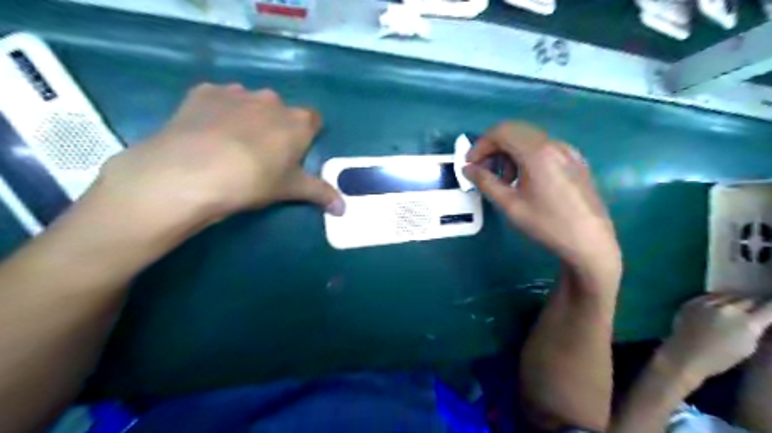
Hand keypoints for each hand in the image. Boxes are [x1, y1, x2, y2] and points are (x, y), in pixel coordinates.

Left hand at [93, 82, 342, 222]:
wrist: (192, 172)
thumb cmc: (254, 180)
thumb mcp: (291, 190)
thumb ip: (321, 194)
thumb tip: (344, 209)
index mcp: (297, 122)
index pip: (314, 120)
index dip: (306, 136)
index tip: (296, 153)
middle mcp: (271, 100)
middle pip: (281, 111)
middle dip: (276, 127)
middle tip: (263, 154)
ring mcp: (236, 92)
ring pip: (250, 103)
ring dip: (247, 118)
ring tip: (231, 145)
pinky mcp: (204, 92)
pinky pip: (219, 99)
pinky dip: (218, 112)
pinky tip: (206, 133)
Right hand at [461, 122, 619, 276]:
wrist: (591, 242)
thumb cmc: (547, 224)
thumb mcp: (510, 205)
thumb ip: (486, 182)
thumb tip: (467, 169)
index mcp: (537, 152)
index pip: (501, 131)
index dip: (480, 145)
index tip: (470, 165)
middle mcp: (554, 144)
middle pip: (515, 131)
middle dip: (493, 147)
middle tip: (482, 171)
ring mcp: (568, 151)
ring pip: (529, 139)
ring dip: (509, 153)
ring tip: (504, 180)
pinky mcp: (576, 161)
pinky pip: (544, 148)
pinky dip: (526, 156)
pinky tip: (526, 180)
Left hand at [661, 293, 771, 382]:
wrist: (685, 354)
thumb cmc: (721, 358)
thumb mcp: (748, 346)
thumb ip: (756, 329)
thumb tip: (760, 319)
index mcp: (747, 323)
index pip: (769, 307)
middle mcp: (728, 309)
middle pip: (748, 299)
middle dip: (754, 305)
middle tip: (754, 310)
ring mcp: (707, 303)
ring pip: (729, 295)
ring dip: (735, 301)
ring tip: (736, 307)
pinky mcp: (691, 301)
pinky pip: (709, 296)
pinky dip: (717, 300)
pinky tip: (718, 306)